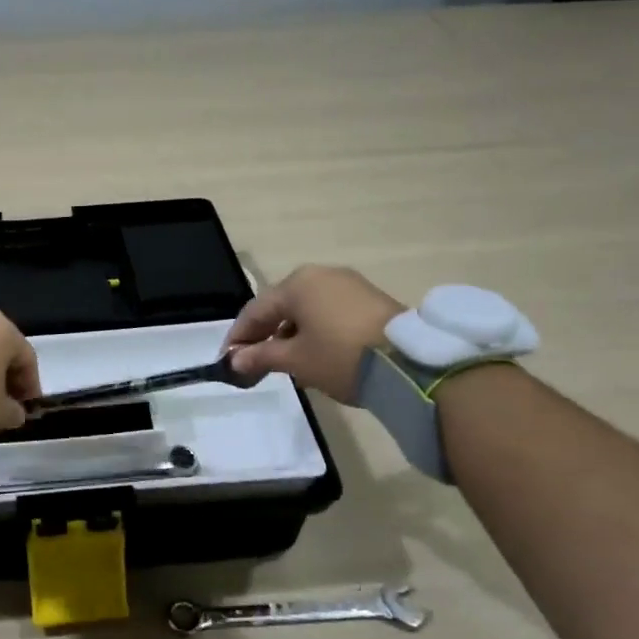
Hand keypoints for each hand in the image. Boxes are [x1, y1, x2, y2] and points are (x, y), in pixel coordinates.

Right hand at [226, 265, 403, 402]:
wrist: (409, 362)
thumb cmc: (340, 356)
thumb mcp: (296, 360)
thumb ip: (261, 356)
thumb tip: (234, 360)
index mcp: (297, 283)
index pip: (256, 310)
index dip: (239, 337)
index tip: (228, 361)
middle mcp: (321, 275)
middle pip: (282, 306)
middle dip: (266, 335)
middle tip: (255, 363)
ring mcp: (349, 284)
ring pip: (307, 309)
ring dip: (292, 334)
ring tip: (287, 364)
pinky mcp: (371, 299)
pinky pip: (330, 312)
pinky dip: (317, 331)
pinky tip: (317, 355)